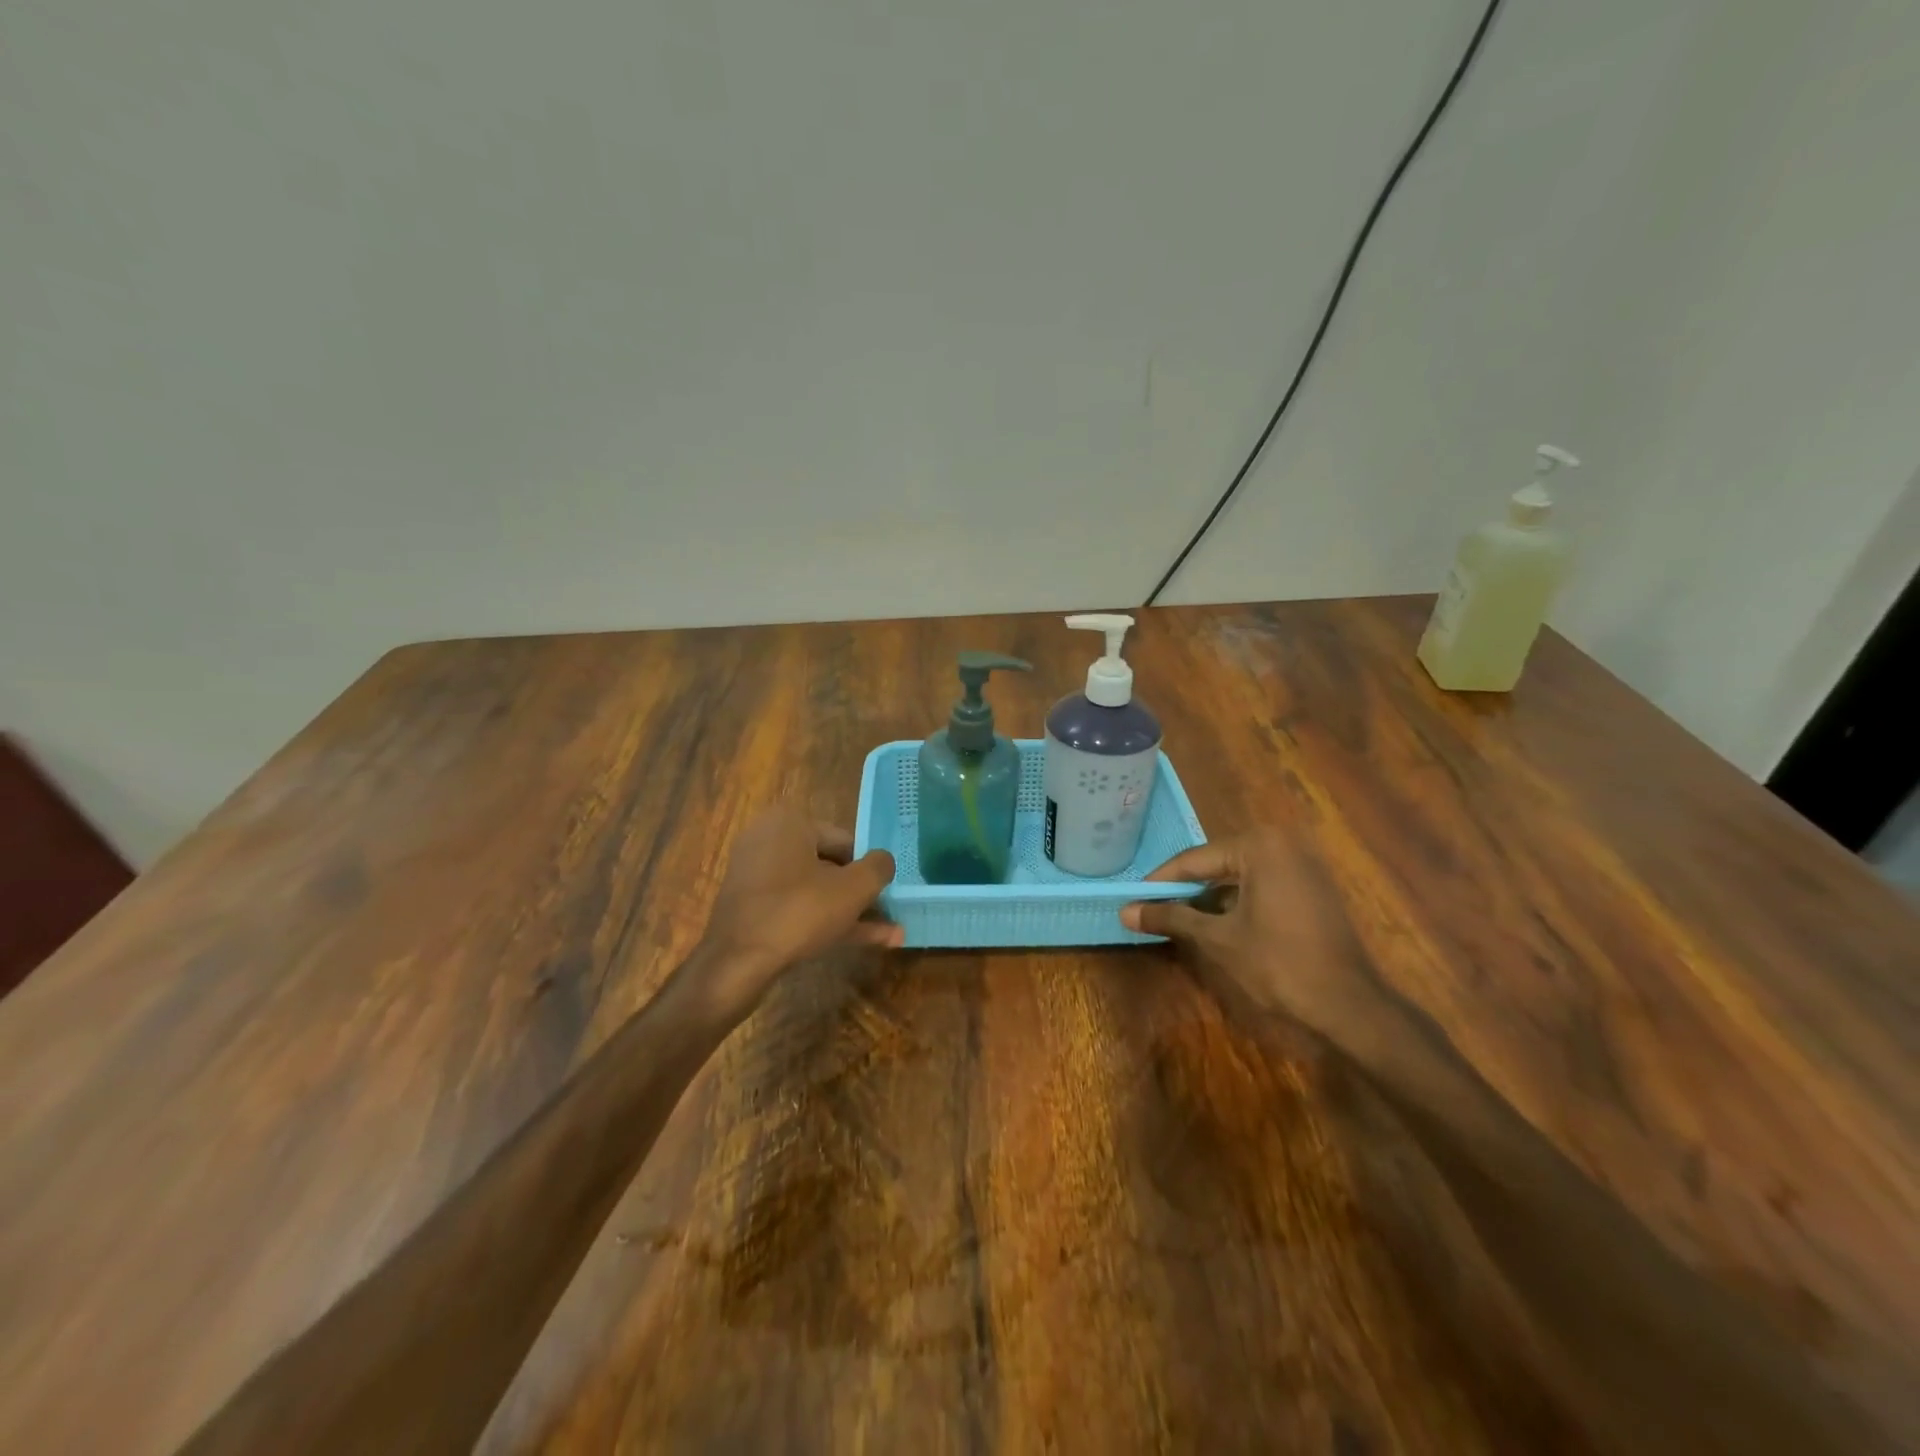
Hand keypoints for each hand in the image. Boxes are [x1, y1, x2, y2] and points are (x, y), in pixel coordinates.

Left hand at [694, 808, 900, 1015]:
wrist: (736, 964)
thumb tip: (884, 861)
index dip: (870, 868)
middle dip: (861, 893)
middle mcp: (768, 840)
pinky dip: (824, 920)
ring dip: (850, 911)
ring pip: (815, 890)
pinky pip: (796, 906)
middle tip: (889, 915)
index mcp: (789, 822)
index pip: (846, 840)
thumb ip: (879, 867)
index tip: (886, 894)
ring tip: (888, 935)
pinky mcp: (750, 906)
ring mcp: (755, 874)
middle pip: (830, 865)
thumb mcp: (853, 888)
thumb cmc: (799, 913)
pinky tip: (859, 942)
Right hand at [1120, 828, 1386, 1044]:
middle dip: (1184, 888)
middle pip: (1216, 863)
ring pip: (1238, 874)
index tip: (1132, 898)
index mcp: (1259, 845)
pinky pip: (1261, 884)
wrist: (1349, 1004)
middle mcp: (1282, 843)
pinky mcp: (1312, 886)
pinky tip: (1215, 923)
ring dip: (1209, 896)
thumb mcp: (1217, 938)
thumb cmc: (1278, 963)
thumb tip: (1125, 912)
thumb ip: (1171, 918)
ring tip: (1177, 918)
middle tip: (1152, 909)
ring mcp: (1302, 863)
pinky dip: (1236, 901)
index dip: (1159, 882)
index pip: (1194, 859)